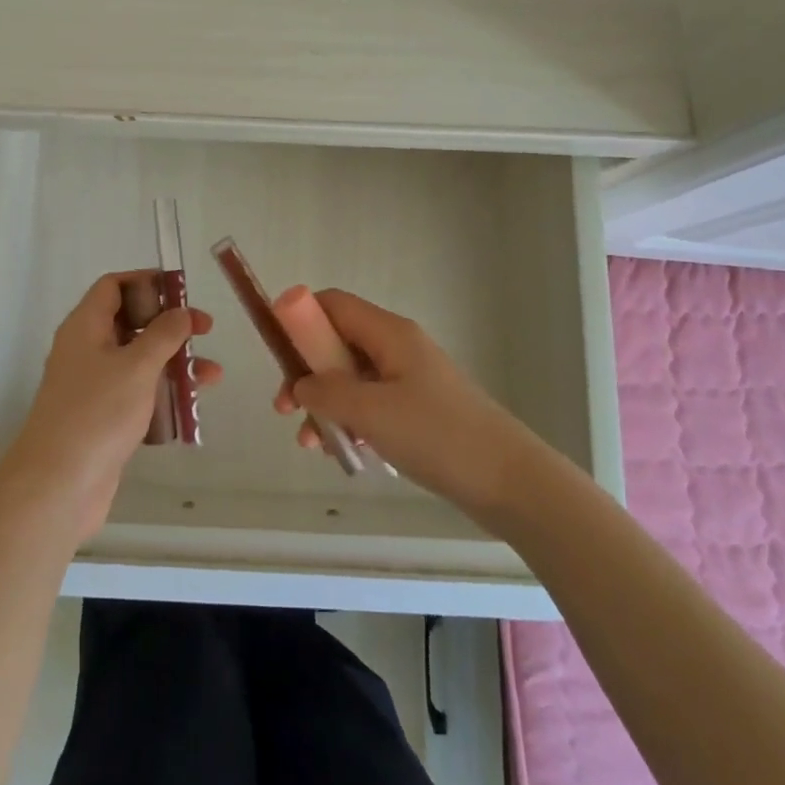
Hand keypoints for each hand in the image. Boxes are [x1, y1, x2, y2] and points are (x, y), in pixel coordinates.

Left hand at [0, 271, 221, 541]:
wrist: (57, 486)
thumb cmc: (97, 413)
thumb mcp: (137, 366)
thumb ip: (164, 334)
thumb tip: (181, 311)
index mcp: (85, 326)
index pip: (113, 286)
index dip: (146, 281)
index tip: (181, 291)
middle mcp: (85, 350)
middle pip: (129, 321)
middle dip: (169, 324)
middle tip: (205, 330)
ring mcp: (92, 386)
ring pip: (137, 360)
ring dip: (173, 361)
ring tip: (212, 375)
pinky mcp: (101, 418)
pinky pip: (136, 393)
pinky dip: (162, 392)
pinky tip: (190, 406)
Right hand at [272, 289, 537, 513]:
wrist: (507, 480)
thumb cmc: (437, 435)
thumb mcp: (372, 411)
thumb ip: (327, 392)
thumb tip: (299, 385)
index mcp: (389, 333)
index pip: (333, 304)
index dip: (300, 317)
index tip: (276, 350)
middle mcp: (397, 347)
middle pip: (338, 343)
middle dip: (307, 372)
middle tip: (285, 407)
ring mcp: (409, 379)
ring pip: (351, 379)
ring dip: (326, 403)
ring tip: (311, 442)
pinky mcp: (417, 410)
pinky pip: (371, 404)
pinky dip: (350, 421)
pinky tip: (342, 453)